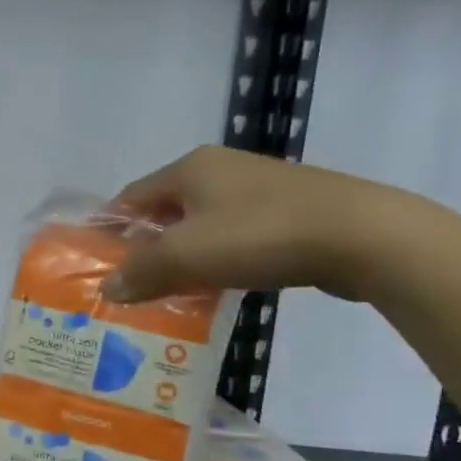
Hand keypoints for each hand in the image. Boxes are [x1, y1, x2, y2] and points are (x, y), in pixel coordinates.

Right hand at [105, 145, 428, 304]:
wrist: (365, 236)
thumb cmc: (260, 235)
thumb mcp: (186, 255)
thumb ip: (140, 271)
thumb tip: (107, 288)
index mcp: (190, 168)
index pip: (131, 196)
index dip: (109, 228)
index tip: (95, 261)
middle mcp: (220, 170)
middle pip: (165, 211)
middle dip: (145, 246)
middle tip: (129, 282)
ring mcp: (259, 189)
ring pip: (201, 225)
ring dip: (182, 256)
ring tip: (168, 291)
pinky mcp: (290, 212)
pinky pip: (234, 236)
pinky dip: (217, 259)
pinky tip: (216, 287)